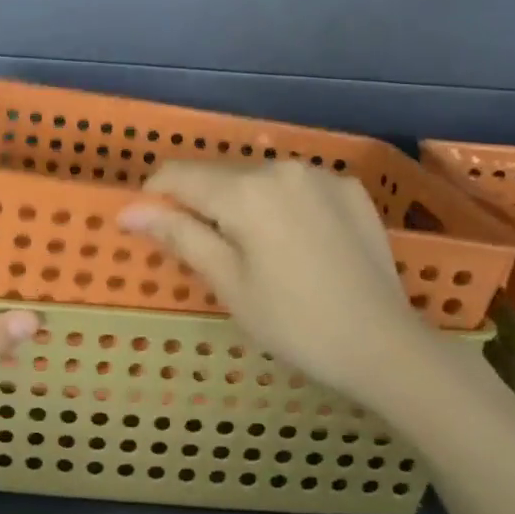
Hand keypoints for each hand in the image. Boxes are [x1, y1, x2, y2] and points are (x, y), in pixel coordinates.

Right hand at [118, 161, 433, 409]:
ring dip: (239, 201)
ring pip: (256, 176)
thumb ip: (179, 235)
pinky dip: (279, 203)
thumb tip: (129, 210)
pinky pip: (295, 184)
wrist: (385, 346)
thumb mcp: (228, 283)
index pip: (178, 174)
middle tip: (204, 250)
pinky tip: (293, 241)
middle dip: (199, 202)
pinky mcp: (349, 188)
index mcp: (245, 191)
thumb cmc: (294, 323)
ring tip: (251, 249)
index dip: (155, 196)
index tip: (151, 227)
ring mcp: (320, 174)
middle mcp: (280, 167)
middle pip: (218, 174)